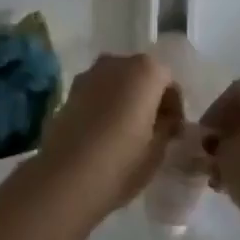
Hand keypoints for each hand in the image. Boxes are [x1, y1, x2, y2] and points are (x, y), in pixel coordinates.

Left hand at [34, 53, 180, 221]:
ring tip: (126, 131)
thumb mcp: (158, 149)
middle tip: (152, 129)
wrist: (65, 177)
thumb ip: (168, 126)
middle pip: (142, 75)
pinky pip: (97, 92)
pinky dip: (104, 105)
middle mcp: (117, 62)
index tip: (173, 131)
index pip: (169, 81)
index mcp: (146, 71)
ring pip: (117, 82)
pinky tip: (103, 132)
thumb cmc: (122, 161)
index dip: (174, 106)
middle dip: (149, 98)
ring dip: (125, 99)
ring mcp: (90, 74)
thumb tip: (167, 119)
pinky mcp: (70, 91)